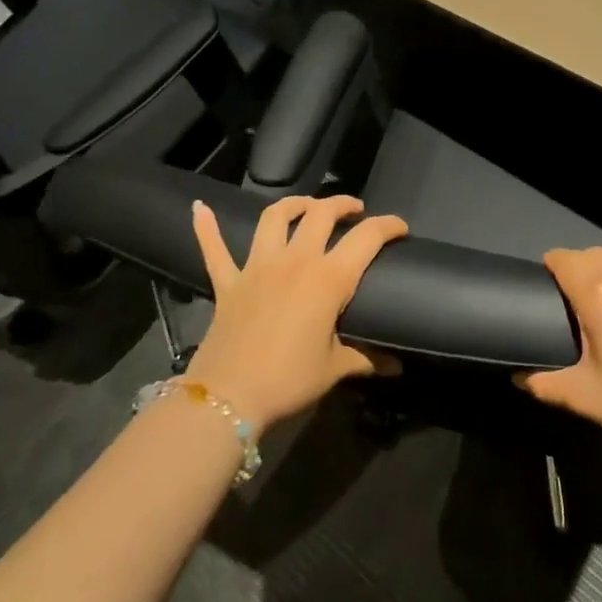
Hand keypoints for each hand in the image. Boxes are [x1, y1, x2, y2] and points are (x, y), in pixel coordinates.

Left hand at [184, 195, 406, 428]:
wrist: (228, 398)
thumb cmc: (289, 380)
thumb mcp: (335, 368)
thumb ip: (367, 359)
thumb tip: (397, 367)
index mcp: (328, 279)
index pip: (367, 237)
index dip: (388, 225)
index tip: (401, 228)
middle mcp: (295, 261)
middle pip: (321, 213)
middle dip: (342, 204)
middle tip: (355, 210)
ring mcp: (257, 267)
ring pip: (275, 218)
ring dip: (294, 204)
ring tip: (307, 206)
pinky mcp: (228, 282)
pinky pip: (214, 249)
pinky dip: (207, 227)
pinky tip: (200, 208)